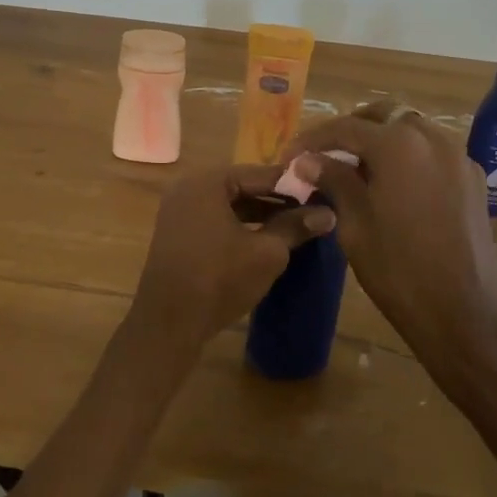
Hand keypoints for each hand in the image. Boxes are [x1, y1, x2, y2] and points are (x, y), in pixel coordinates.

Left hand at [127, 167, 336, 358]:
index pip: (260, 174)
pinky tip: (266, 240)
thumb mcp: (266, 252)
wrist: (169, 322)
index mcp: (208, 181)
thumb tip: (327, 214)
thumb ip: (295, 227)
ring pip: (229, 205)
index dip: (294, 185)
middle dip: (277, 200)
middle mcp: (189, 187)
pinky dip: (240, 226)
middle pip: (243, 186)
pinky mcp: (178, 233)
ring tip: (296, 227)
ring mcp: (179, 210)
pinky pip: (215, 220)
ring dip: (260, 214)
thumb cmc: (219, 278)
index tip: (323, 194)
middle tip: (313, 211)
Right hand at [283, 102, 496, 365]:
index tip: (289, 156)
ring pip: (410, 130)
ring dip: (380, 141)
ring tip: (355, 170)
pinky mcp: (472, 180)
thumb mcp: (355, 225)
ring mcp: (457, 157)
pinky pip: (432, 152)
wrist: (469, 316)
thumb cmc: (400, 272)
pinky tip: (391, 186)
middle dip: (350, 131)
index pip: (344, 128)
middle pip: (382, 117)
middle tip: (324, 156)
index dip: (312, 140)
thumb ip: (333, 181)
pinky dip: (407, 157)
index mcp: (398, 145)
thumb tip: (307, 160)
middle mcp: (431, 138)